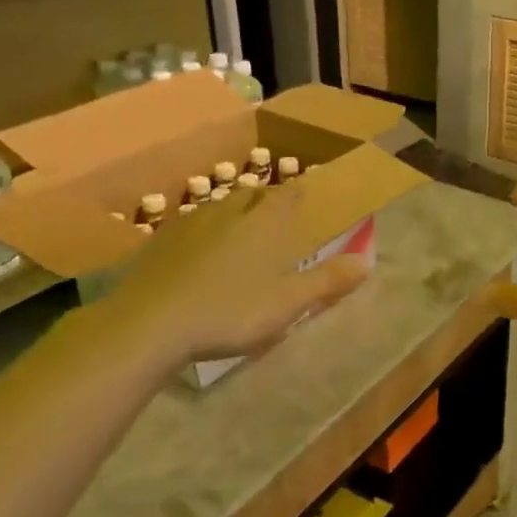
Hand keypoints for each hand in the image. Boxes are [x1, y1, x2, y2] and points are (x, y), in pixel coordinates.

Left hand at [111, 186, 370, 363]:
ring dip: (233, 214)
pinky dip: (203, 234)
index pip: (287, 195)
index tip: (305, 195)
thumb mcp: (289, 303)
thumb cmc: (231, 311)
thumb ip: (328, 281)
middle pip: (252, 195)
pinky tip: (200, 254)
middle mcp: (229, 213)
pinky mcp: (159, 243)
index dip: (299, 193)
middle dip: (266, 201)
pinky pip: (190, 227)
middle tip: (275, 216)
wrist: (150, 323)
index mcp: (264, 223)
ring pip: (219, 208)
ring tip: (241, 232)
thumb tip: (367, 262)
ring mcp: (190, 224)